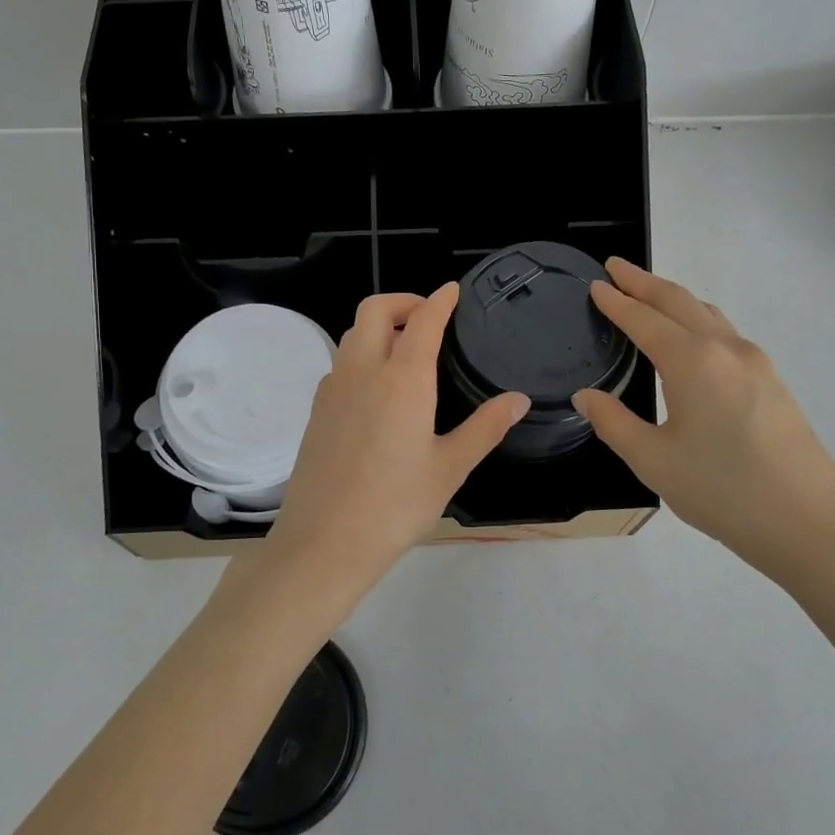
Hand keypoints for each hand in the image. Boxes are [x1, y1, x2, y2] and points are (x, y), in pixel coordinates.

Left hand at [229, 285, 527, 631]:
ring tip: (406, 350)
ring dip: (379, 327)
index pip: (423, 321)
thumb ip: (485, 428)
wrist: (324, 543)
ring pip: (352, 334)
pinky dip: (361, 355)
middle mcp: (362, 372)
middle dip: (403, 301)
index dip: (440, 300)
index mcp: (402, 379)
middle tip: (428, 317)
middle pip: (374, 310)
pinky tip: (378, 388)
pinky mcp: (316, 410)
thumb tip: (518, 399)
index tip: (453, 291)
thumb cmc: (395, 506)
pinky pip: (340, 364)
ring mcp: (332, 389)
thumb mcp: (450, 468)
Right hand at [573, 259, 834, 588]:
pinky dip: (698, 321)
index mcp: (693, 362)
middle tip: (616, 268)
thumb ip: (613, 423)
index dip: (617, 301)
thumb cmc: (723, 492)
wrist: (811, 525)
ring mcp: (757, 363)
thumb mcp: (653, 461)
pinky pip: (726, 333)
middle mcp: (726, 350)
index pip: (644, 320)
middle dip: (644, 282)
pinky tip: (692, 339)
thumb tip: (586, 396)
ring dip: (674, 299)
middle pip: (679, 302)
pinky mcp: (773, 382)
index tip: (596, 284)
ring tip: (648, 296)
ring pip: (708, 314)